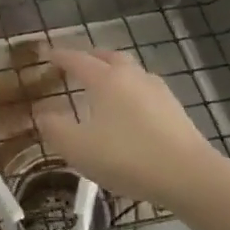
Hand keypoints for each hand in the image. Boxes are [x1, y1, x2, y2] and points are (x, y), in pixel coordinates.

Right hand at [36, 46, 220, 206]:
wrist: (188, 176)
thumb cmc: (126, 157)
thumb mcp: (77, 148)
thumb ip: (54, 128)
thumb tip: (41, 112)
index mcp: (106, 79)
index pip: (77, 59)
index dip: (59, 55)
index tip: (46, 53)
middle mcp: (132, 76)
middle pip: (108, 57)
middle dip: (89, 57)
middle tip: (75, 64)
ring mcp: (158, 91)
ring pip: (130, 72)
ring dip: (113, 72)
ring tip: (101, 86)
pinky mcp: (175, 110)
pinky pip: (144, 90)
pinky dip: (130, 91)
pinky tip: (128, 110)